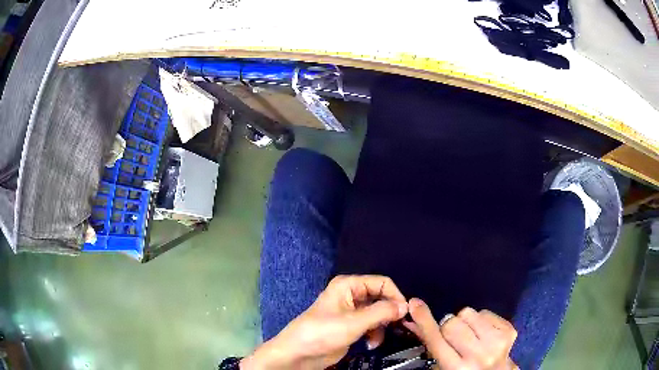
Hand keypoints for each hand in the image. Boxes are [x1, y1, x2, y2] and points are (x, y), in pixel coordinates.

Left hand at [241, 275, 407, 369]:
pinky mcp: (352, 326)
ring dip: (382, 327)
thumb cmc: (323, 332)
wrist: (300, 353)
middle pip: (382, 298)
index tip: (404, 313)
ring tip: (377, 340)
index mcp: (349, 285)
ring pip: (379, 313)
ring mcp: (352, 311)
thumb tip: (406, 305)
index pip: (382, 282)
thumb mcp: (354, 322)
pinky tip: (370, 344)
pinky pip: (372, 325)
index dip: (395, 296)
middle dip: (389, 313)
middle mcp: (352, 294)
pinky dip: (375, 334)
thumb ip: (382, 312)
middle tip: (397, 327)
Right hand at [404, 298, 517, 369]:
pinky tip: (484, 334)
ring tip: (471, 336)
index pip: (435, 339)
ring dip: (466, 322)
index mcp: (456, 368)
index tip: (415, 303)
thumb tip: (412, 321)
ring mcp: (496, 342)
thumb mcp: (444, 366)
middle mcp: (477, 356)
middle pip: (452, 323)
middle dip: (449, 327)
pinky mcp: (509, 331)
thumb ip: (431, 344)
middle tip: (454, 337)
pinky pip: (485, 311)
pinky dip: (481, 320)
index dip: (424, 320)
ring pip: (469, 313)